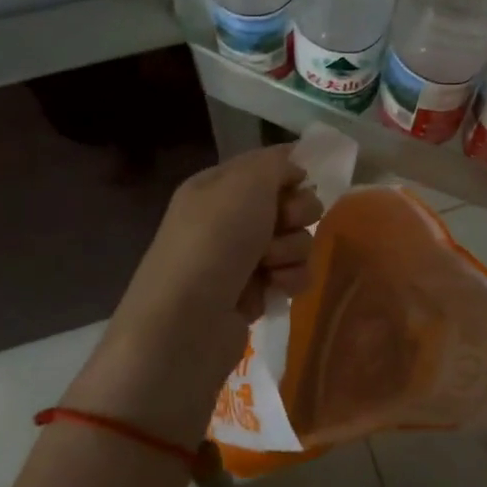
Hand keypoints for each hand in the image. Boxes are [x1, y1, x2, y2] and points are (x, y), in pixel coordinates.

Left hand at [129, 143, 322, 330]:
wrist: (186, 323)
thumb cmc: (214, 241)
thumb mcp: (245, 183)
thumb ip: (275, 163)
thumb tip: (294, 167)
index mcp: (216, 186)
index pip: (266, 167)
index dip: (289, 174)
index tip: (301, 183)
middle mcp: (226, 220)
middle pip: (288, 204)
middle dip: (296, 215)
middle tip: (282, 226)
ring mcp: (239, 259)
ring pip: (295, 241)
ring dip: (292, 251)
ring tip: (269, 267)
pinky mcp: (252, 295)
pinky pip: (290, 276)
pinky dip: (288, 280)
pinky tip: (274, 289)